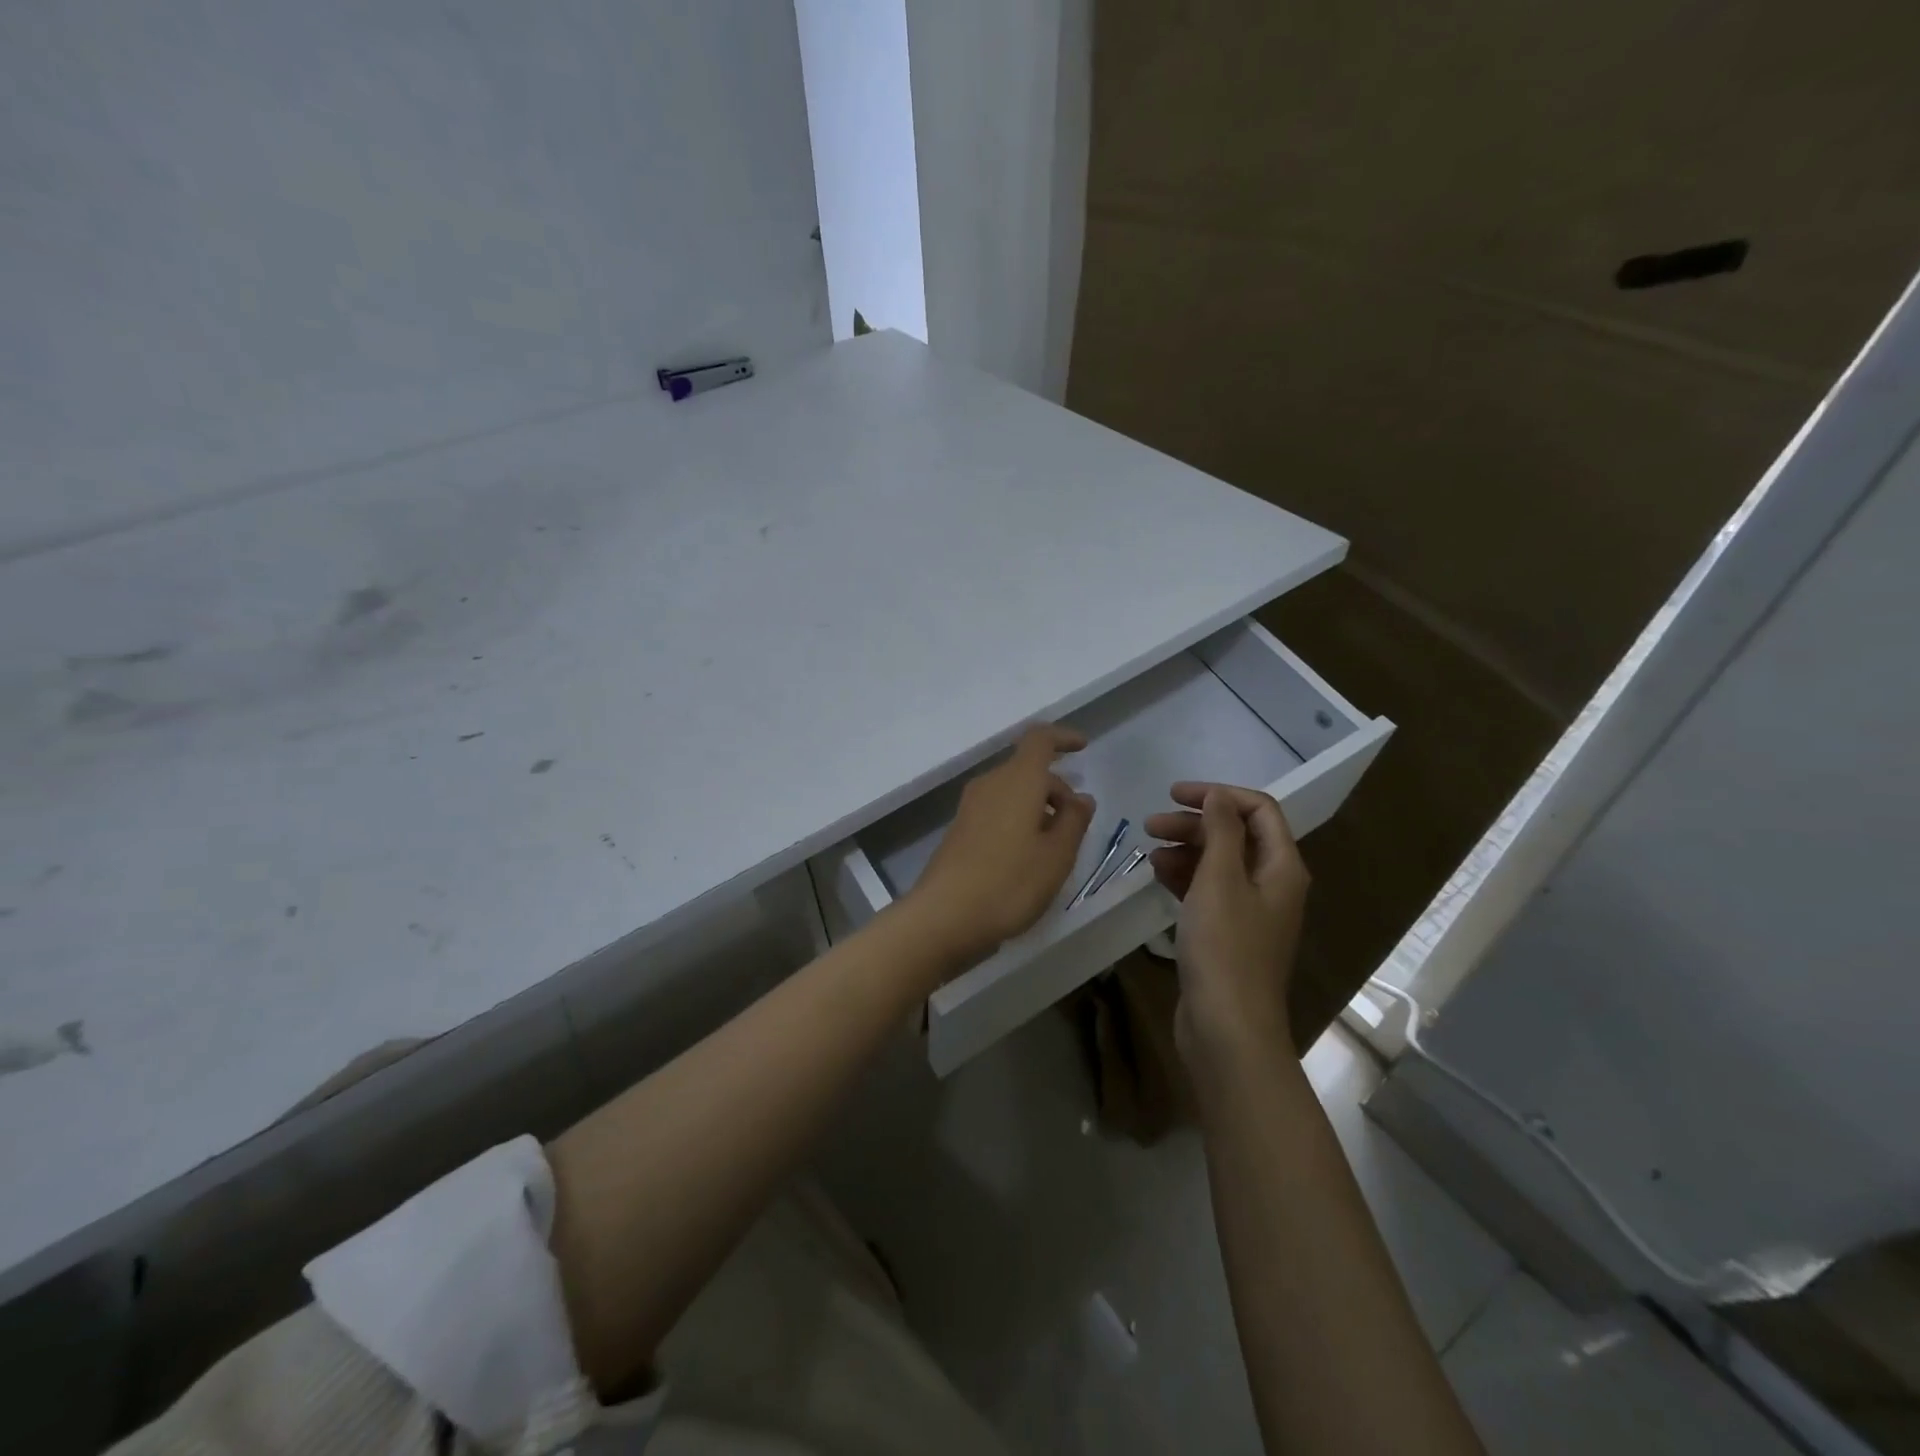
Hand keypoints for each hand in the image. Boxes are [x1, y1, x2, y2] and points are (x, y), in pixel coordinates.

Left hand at [907, 724, 1095, 966]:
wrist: (945, 915)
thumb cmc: (1010, 882)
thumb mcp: (1057, 856)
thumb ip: (1074, 821)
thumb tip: (1081, 798)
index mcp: (1018, 780)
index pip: (1040, 739)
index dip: (1063, 738)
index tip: (1083, 748)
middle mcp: (991, 784)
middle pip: (1028, 770)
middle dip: (1057, 788)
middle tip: (1077, 826)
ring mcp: (970, 807)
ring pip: (1013, 792)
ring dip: (1038, 807)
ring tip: (1055, 847)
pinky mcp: (960, 829)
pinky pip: (997, 810)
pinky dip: (1019, 820)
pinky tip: (1027, 857)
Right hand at [1146, 782, 1308, 1062]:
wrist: (1227, 1028)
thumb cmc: (1224, 948)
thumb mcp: (1220, 880)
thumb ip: (1221, 832)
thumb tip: (1219, 797)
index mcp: (1282, 867)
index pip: (1258, 810)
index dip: (1218, 795)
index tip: (1174, 795)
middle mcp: (1272, 884)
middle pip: (1237, 835)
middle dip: (1195, 823)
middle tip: (1150, 824)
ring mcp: (1251, 912)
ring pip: (1220, 863)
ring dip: (1186, 850)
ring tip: (1149, 851)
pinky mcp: (1229, 934)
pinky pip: (1209, 891)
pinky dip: (1186, 877)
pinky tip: (1158, 876)